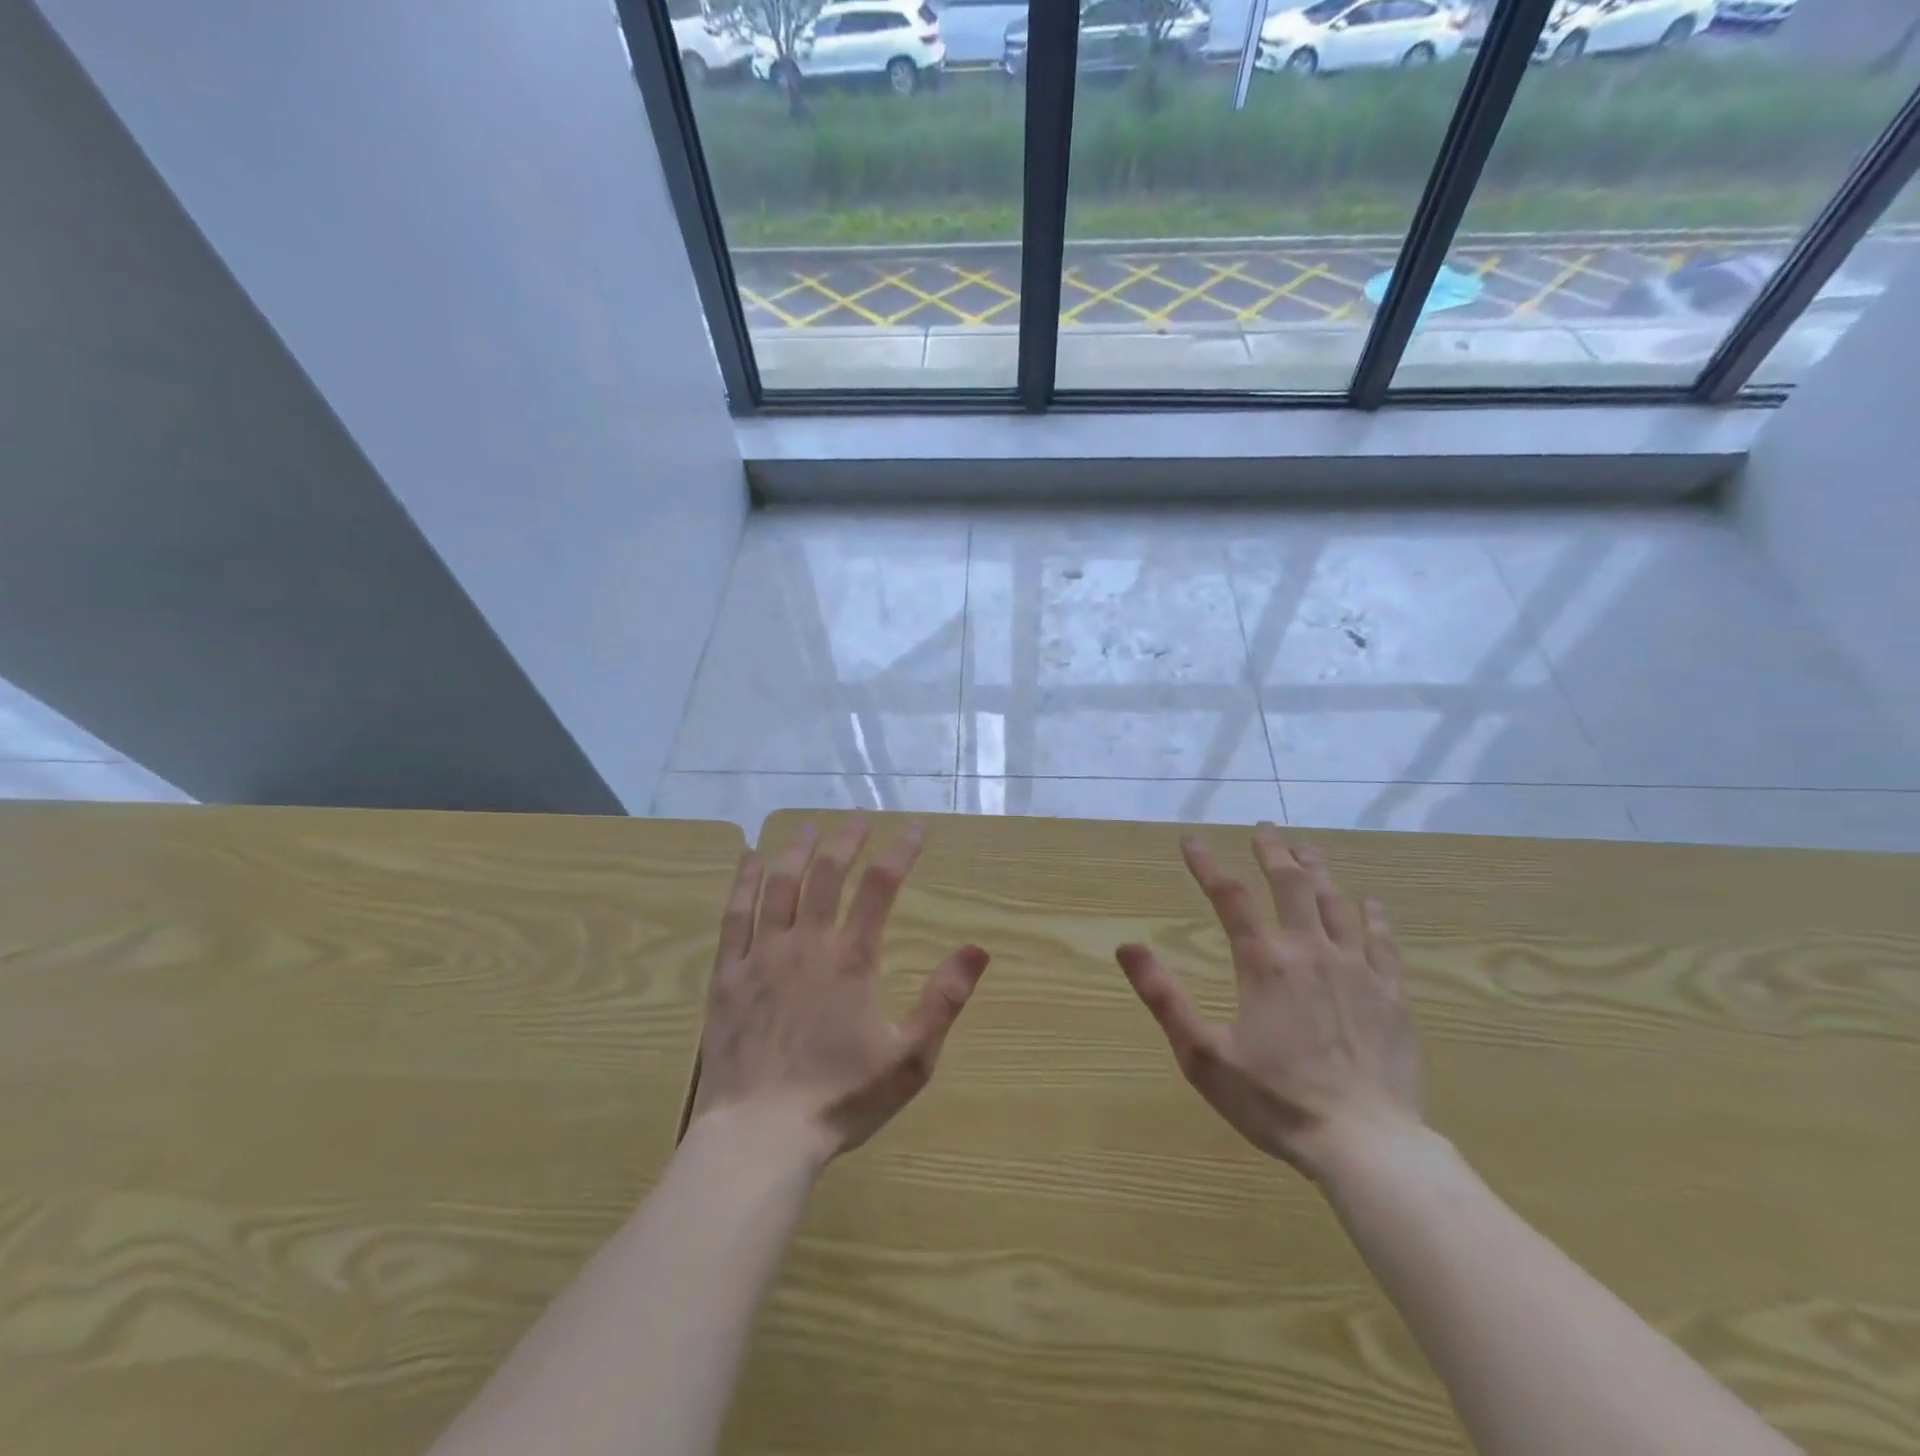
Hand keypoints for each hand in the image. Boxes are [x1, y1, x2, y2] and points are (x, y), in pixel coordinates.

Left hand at [690, 817, 989, 1164]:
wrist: (760, 1137)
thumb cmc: (840, 1098)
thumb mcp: (910, 1058)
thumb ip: (944, 1000)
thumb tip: (979, 948)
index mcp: (852, 959)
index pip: (880, 886)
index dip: (900, 851)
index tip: (915, 828)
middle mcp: (807, 944)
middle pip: (826, 873)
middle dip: (847, 839)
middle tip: (860, 816)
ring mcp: (762, 956)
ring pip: (779, 885)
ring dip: (796, 849)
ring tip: (810, 826)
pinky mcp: (728, 976)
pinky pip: (735, 916)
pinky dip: (743, 883)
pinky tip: (749, 859)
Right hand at [1116, 827, 1421, 1179]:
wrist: (1367, 1146)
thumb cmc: (1276, 1100)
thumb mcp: (1202, 1055)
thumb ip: (1163, 997)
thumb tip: (1127, 947)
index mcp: (1265, 963)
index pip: (1229, 897)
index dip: (1207, 865)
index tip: (1191, 841)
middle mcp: (1311, 952)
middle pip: (1292, 885)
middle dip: (1274, 852)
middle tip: (1265, 829)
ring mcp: (1357, 971)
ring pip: (1336, 904)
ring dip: (1319, 871)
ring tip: (1306, 849)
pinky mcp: (1391, 996)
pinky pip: (1383, 943)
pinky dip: (1373, 917)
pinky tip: (1371, 903)